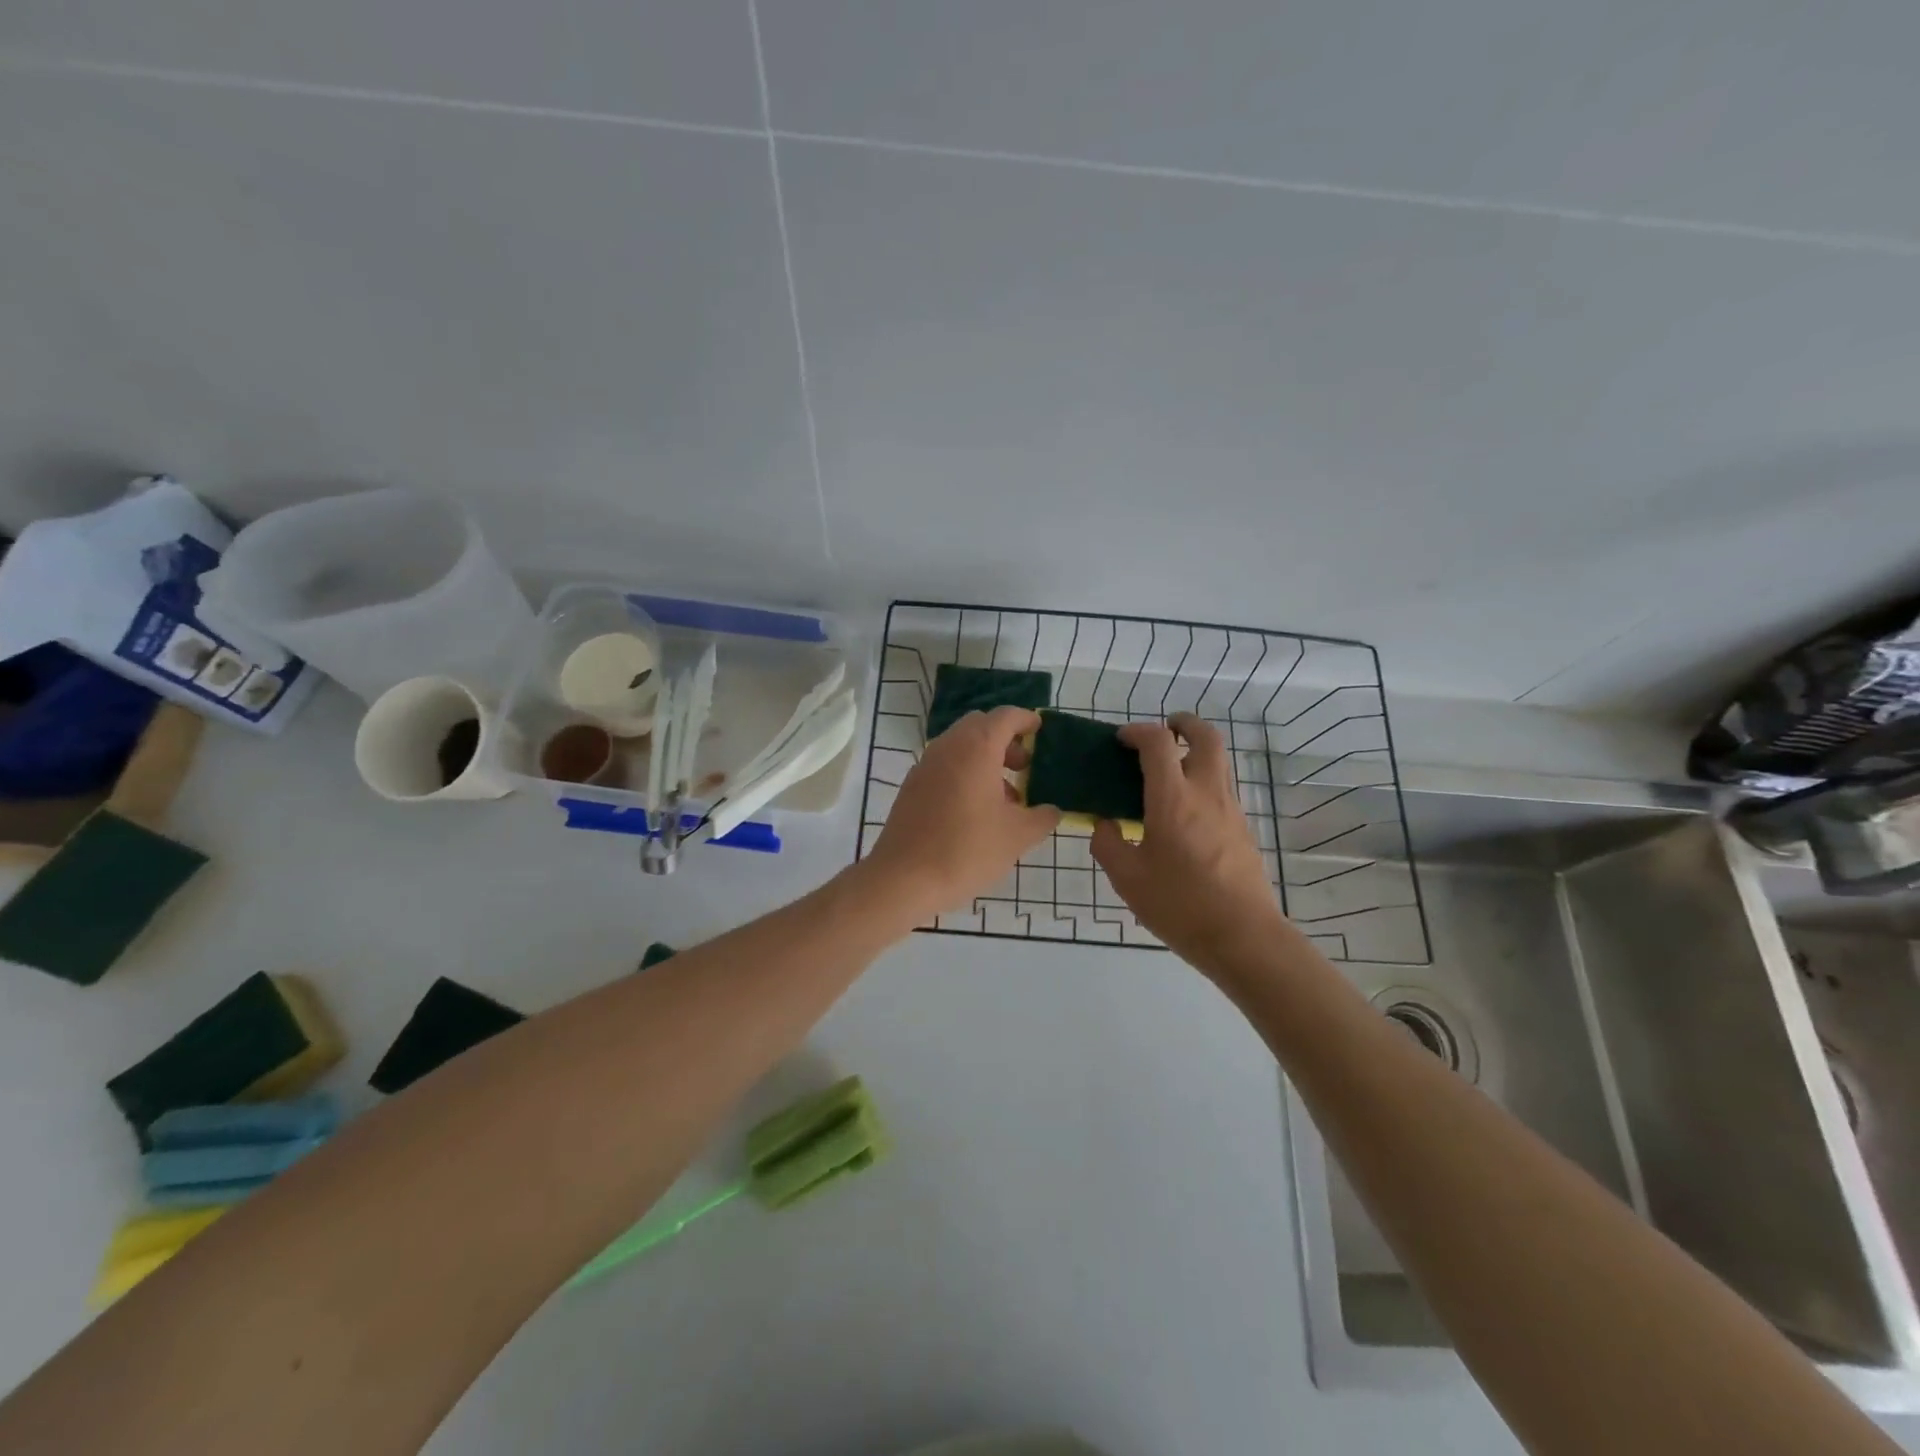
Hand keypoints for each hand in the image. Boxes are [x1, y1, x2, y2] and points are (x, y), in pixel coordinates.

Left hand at [860, 706, 1061, 922]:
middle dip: (1005, 740)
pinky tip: (976, 810)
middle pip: (980, 726)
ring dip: (985, 759)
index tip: (1040, 731)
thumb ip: (1042, 817)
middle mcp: (948, 747)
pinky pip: (944, 766)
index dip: (1026, 720)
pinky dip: (964, 773)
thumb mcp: (1018, 836)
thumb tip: (1051, 811)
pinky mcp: (912, 786)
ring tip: (1006, 797)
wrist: (904, 878)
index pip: (1005, 716)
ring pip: (960, 746)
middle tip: (1024, 766)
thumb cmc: (967, 850)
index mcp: (976, 748)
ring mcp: (925, 765)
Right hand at [1092, 713, 1288, 976]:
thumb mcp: (1128, 878)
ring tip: (1169, 770)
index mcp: (1173, 799)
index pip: (1157, 743)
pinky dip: (1202, 780)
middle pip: (1206, 737)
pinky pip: (1221, 788)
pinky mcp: (1242, 829)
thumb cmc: (1180, 905)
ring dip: (1195, 752)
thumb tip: (1104, 824)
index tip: (1120, 740)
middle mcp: (1206, 793)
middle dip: (1184, 724)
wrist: (1243, 937)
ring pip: (1219, 762)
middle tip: (1165, 729)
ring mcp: (1231, 810)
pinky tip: (1182, 811)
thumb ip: (1108, 844)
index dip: (1137, 731)